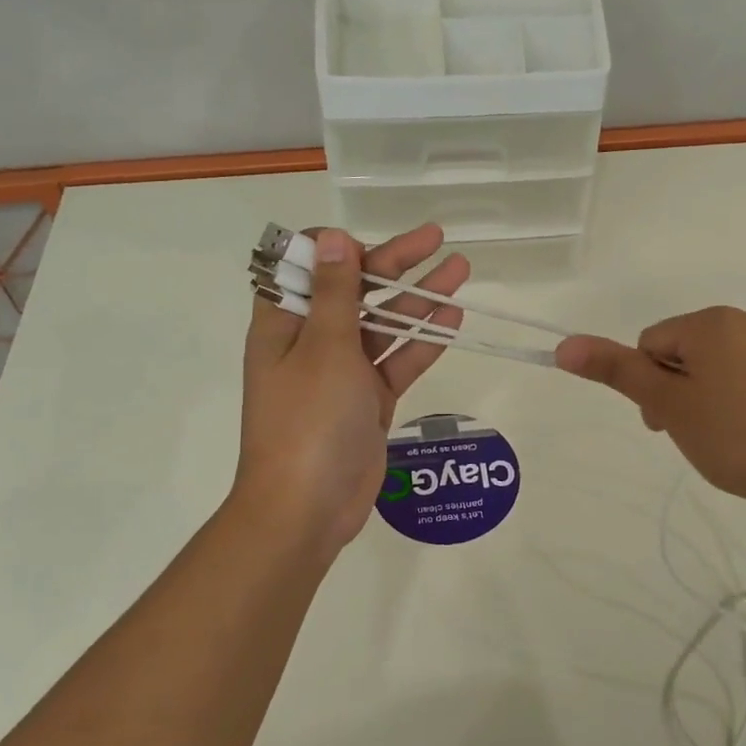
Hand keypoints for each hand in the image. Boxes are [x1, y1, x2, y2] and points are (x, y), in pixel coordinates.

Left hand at [234, 224, 466, 554]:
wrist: (307, 509)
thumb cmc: (307, 420)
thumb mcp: (323, 348)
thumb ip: (334, 292)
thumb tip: (331, 236)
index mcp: (285, 323)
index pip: (306, 268)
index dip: (336, 249)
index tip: (367, 246)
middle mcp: (312, 341)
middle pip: (355, 289)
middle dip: (395, 262)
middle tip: (436, 238)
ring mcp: (343, 371)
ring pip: (384, 323)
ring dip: (419, 297)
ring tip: (460, 269)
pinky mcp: (369, 399)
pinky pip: (398, 360)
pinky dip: (423, 340)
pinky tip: (453, 317)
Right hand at [555, 307, 745, 514]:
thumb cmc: (732, 437)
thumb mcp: (667, 404)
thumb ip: (615, 370)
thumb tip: (564, 345)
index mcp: (711, 323)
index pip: (652, 344)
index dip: (649, 386)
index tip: (665, 423)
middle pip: (689, 351)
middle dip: (679, 388)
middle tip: (692, 434)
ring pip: (726, 364)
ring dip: (713, 393)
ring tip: (728, 438)